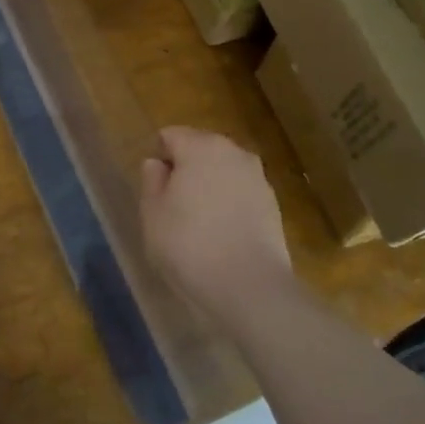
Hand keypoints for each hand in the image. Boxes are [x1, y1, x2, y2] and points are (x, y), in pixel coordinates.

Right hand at [140, 127, 292, 327]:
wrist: (249, 287)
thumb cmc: (189, 245)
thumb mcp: (153, 213)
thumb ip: (151, 180)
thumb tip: (157, 164)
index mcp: (200, 147)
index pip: (170, 136)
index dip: (159, 159)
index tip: (155, 191)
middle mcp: (233, 152)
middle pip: (200, 148)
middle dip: (186, 168)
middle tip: (174, 205)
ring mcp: (258, 178)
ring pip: (223, 171)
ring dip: (210, 185)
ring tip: (199, 221)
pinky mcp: (273, 205)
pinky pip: (241, 193)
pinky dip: (230, 204)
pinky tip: (222, 233)